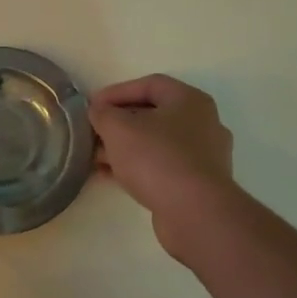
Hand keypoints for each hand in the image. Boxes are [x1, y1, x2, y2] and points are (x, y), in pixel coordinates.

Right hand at [89, 75, 238, 261]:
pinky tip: (112, 177)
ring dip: (125, 147)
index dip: (117, 92)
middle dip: (119, 123)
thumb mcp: (118, 128)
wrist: (195, 213)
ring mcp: (203, 155)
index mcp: (190, 100)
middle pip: (153, 114)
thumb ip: (103, 113)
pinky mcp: (198, 184)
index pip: (150, 84)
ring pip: (156, 143)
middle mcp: (202, 123)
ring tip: (96, 158)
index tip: (92, 106)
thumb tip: (98, 111)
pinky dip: (137, 167)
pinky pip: (162, 166)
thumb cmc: (157, 158)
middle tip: (93, 133)